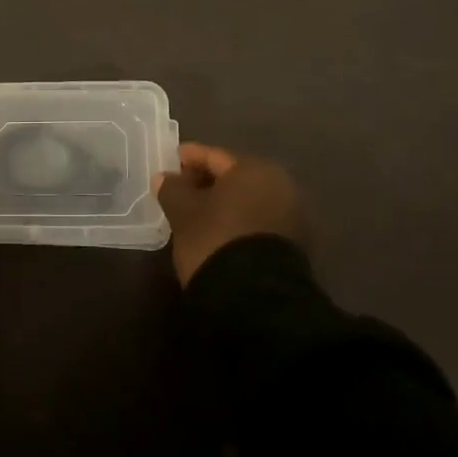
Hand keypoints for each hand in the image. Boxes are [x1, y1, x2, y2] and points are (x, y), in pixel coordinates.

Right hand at [154, 143, 302, 285]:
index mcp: (254, 169)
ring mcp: (291, 215)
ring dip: (222, 203)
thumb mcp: (184, 213)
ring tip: (196, 214)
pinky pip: (256, 220)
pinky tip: (218, 232)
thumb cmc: (216, 240)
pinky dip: (237, 220)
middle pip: (234, 177)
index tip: (171, 160)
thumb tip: (164, 177)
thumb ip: (172, 189)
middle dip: (206, 181)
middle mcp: (279, 184)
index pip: (214, 156)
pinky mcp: (293, 244)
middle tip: (180, 189)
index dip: (190, 157)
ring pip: (247, 200)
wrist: (257, 300)